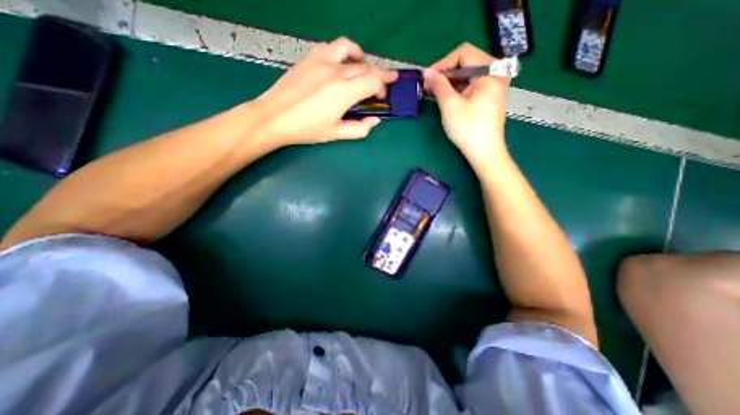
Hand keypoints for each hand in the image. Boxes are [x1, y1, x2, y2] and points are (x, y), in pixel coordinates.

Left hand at [252, 38, 394, 144]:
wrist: (274, 117)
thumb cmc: (306, 129)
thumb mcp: (336, 134)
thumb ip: (359, 129)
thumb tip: (375, 120)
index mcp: (343, 92)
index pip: (373, 81)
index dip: (382, 87)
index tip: (382, 95)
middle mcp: (335, 72)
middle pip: (365, 66)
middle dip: (378, 75)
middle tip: (381, 84)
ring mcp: (321, 61)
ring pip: (349, 49)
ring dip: (361, 58)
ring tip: (363, 67)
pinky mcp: (309, 58)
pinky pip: (331, 47)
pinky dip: (342, 52)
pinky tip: (341, 64)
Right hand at [424, 42, 511, 170]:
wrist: (484, 151)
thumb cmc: (468, 128)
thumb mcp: (450, 105)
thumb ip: (439, 85)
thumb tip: (427, 72)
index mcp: (490, 70)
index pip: (464, 53)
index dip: (443, 63)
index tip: (427, 76)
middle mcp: (495, 73)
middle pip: (466, 63)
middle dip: (445, 73)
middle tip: (428, 85)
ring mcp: (493, 86)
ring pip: (467, 76)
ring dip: (448, 82)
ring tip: (432, 92)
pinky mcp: (488, 97)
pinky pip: (470, 86)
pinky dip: (456, 90)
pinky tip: (444, 97)